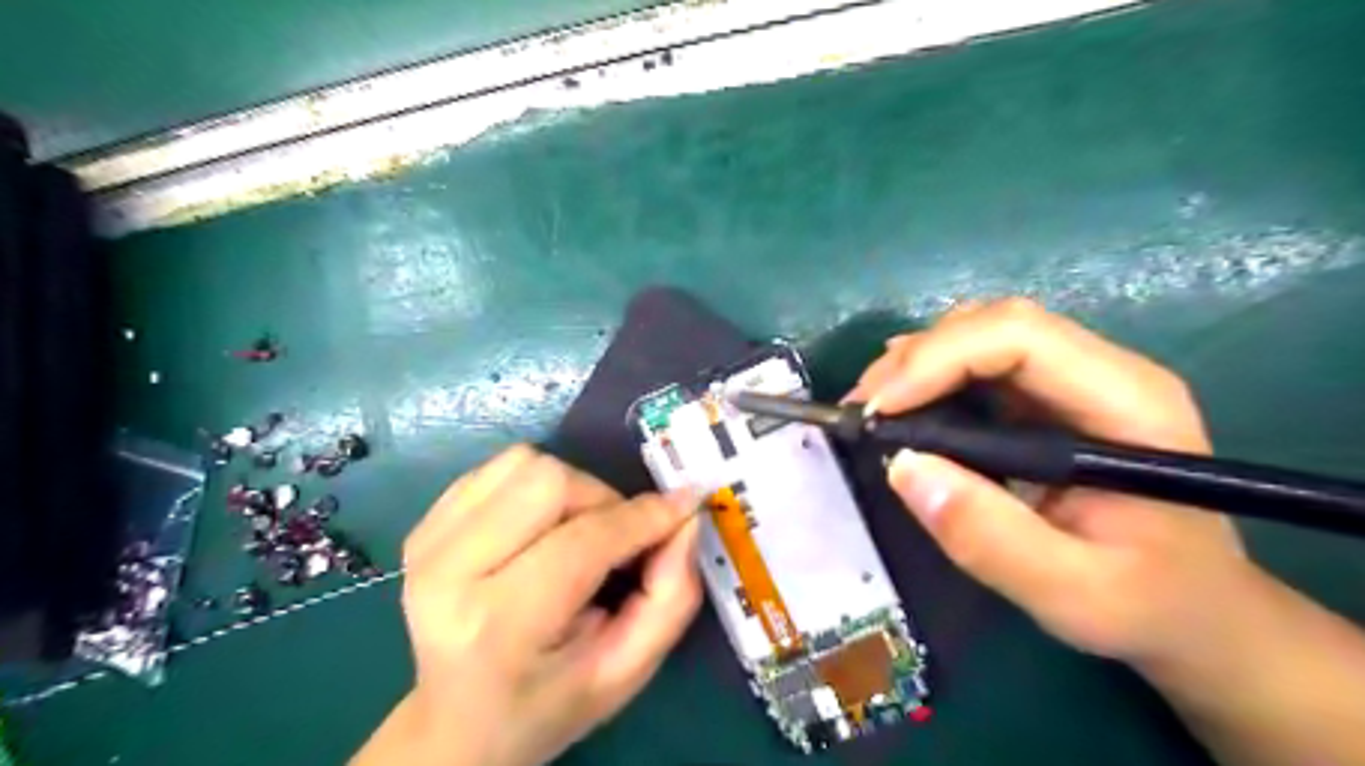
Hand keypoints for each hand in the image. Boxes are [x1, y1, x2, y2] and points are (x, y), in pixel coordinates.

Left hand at [350, 446, 697, 765]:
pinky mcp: (424, 524)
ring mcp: (428, 542)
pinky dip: (536, 485)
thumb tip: (685, 516)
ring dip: (570, 489)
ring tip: (576, 534)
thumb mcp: (626, 670)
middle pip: (548, 481)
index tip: (683, 507)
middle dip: (601, 500)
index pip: (584, 541)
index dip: (643, 517)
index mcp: (498, 625)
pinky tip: (539, 528)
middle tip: (616, 539)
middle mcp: (449, 573)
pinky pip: (499, 468)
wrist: (458, 722)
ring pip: (524, 464)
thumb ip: (672, 596)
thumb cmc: (550, 701)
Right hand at [850, 297, 1249, 666]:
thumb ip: (990, 538)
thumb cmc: (1147, 604)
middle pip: (995, 324)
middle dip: (917, 358)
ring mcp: (1074, 380)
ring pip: (980, 333)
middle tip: (863, 410)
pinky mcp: (1046, 398)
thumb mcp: (1072, 593)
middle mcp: (1102, 372)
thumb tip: (902, 467)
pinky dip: (928, 376)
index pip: (1020, 335)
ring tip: (873, 409)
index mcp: (1126, 403)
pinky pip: (978, 361)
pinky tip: (901, 405)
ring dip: (916, 362)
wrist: (1194, 610)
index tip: (880, 412)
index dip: (939, 358)